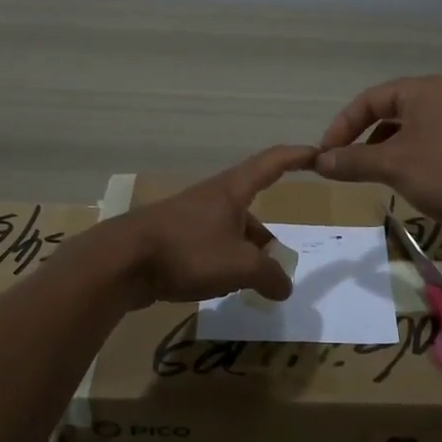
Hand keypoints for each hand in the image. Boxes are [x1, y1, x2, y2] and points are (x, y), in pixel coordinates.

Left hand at [109, 145, 316, 307]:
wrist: (121, 262)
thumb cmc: (187, 252)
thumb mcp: (239, 266)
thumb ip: (270, 275)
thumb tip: (284, 286)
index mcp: (232, 190)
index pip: (273, 162)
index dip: (298, 156)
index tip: (320, 154)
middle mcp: (212, 198)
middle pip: (251, 209)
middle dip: (266, 238)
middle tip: (277, 266)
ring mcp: (190, 217)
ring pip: (230, 232)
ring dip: (244, 254)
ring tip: (250, 284)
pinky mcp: (173, 238)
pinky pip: (210, 246)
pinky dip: (222, 262)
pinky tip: (219, 286)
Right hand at [313, 76, 441, 242]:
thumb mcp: (392, 165)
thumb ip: (352, 161)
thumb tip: (317, 161)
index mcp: (421, 91)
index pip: (368, 100)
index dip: (342, 125)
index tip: (324, 153)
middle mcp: (436, 99)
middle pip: (384, 112)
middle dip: (358, 138)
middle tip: (339, 164)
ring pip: (401, 131)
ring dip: (377, 151)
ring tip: (362, 174)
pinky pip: (418, 146)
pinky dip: (398, 159)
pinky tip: (392, 181)